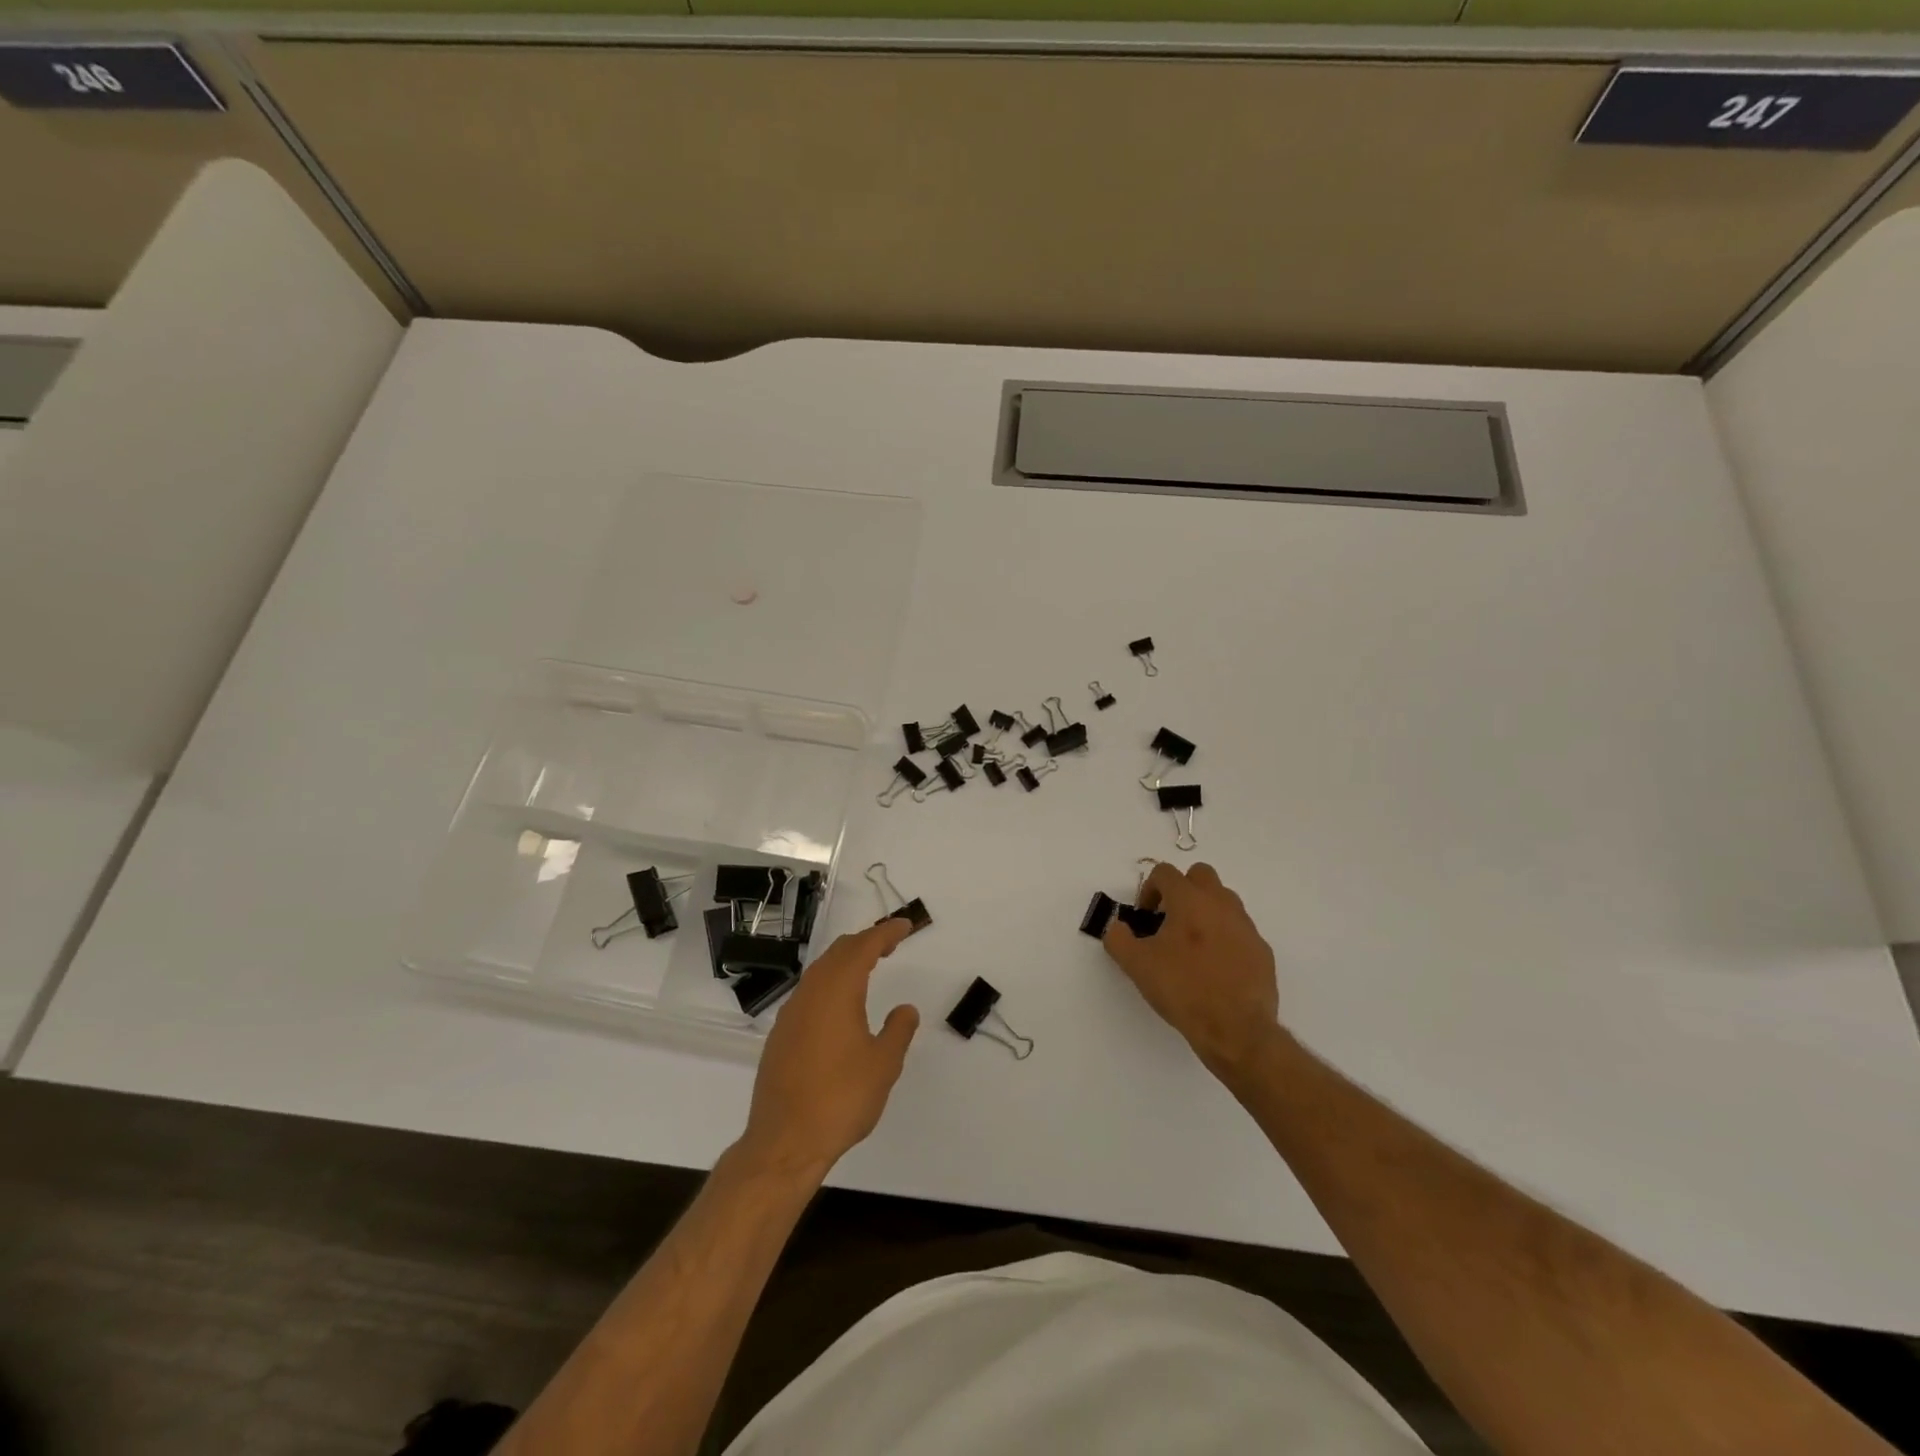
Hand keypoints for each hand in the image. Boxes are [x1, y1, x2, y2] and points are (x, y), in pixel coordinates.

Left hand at [740, 918, 919, 1176]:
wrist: (785, 1142)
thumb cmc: (841, 1099)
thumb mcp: (883, 1065)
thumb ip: (898, 1030)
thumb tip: (905, 1009)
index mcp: (837, 991)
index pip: (863, 947)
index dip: (885, 932)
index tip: (905, 926)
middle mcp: (810, 993)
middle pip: (838, 952)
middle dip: (865, 942)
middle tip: (890, 944)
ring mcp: (791, 1014)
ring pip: (820, 971)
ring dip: (845, 962)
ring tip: (868, 968)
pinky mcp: (780, 1035)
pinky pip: (809, 992)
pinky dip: (830, 984)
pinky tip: (839, 1005)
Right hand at [1102, 862, 1281, 1076]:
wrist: (1236, 1029)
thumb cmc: (1183, 989)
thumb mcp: (1136, 965)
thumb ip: (1118, 938)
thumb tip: (1117, 927)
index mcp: (1189, 900)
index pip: (1165, 872)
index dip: (1148, 889)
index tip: (1145, 917)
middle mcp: (1221, 904)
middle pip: (1200, 875)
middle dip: (1181, 889)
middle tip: (1169, 920)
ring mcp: (1246, 926)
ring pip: (1224, 900)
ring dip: (1205, 911)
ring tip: (1191, 945)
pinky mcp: (1262, 950)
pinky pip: (1239, 930)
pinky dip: (1225, 937)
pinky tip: (1214, 968)